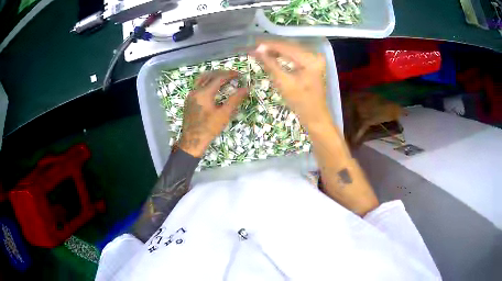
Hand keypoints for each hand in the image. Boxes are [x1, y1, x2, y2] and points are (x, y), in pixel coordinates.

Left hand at [179, 71, 247, 156]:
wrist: (192, 142)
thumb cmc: (209, 129)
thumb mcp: (224, 114)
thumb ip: (235, 99)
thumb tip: (246, 88)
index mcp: (204, 93)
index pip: (219, 78)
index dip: (230, 74)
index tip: (240, 74)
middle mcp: (195, 91)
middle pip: (209, 75)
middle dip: (222, 73)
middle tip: (233, 75)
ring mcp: (190, 95)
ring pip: (201, 79)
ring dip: (213, 76)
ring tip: (223, 78)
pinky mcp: (188, 101)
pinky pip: (198, 86)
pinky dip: (207, 82)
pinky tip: (213, 89)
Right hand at [250, 40, 331, 129]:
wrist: (315, 116)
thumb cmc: (300, 102)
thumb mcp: (283, 83)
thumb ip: (270, 64)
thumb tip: (257, 50)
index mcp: (310, 59)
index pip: (287, 47)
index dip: (269, 45)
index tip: (254, 45)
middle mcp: (314, 55)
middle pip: (290, 46)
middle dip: (272, 47)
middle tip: (255, 47)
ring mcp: (315, 59)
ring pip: (292, 50)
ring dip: (276, 50)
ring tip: (261, 51)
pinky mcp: (312, 64)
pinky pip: (295, 55)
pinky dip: (283, 56)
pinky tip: (273, 56)